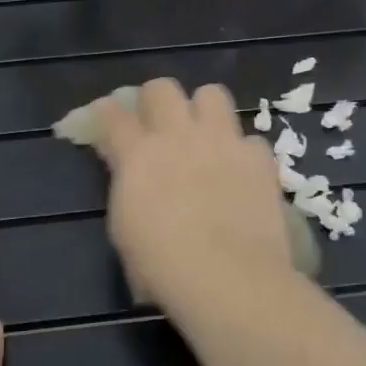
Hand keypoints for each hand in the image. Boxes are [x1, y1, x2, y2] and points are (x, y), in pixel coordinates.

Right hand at [91, 79, 295, 314]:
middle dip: (156, 100)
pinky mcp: (258, 157)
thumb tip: (132, 176)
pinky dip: (243, 152)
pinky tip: (241, 173)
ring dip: (203, 110)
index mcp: (137, 155)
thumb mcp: (124, 229)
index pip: (113, 114)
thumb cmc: (163, 267)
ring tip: (205, 135)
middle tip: (159, 125)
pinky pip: (250, 138)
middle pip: (161, 88)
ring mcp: (222, 141)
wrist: (228, 278)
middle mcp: (178, 136)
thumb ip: (127, 189)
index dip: (106, 112)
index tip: (107, 118)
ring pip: (211, 93)